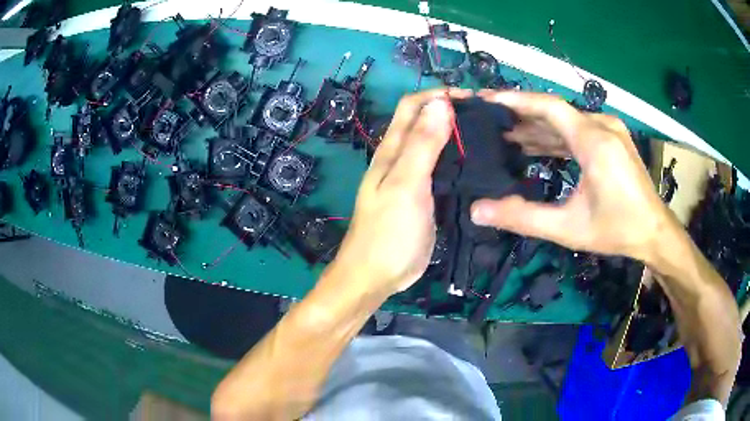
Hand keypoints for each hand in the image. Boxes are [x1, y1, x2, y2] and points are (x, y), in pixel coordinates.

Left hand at [330, 88, 469, 295]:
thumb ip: (422, 144)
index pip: (413, 106)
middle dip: (452, 113)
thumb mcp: (405, 185)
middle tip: (487, 118)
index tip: (472, 98)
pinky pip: (443, 171)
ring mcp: (414, 179)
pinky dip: (459, 162)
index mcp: (392, 149)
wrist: (377, 275)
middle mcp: (401, 158)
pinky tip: (478, 166)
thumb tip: (440, 103)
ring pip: (436, 146)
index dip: (438, 95)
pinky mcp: (425, 198)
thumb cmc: (388, 232)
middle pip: (425, 123)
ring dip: (458, 136)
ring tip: (489, 137)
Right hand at [470, 91, 673, 261]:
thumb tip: (478, 211)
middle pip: (555, 111)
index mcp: (594, 140)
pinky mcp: (612, 138)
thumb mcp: (569, 228)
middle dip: (520, 115)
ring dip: (537, 127)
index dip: (515, 100)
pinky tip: (536, 145)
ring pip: (566, 121)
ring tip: (505, 134)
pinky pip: (578, 130)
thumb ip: (524, 218)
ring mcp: (609, 130)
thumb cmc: (617, 229)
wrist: (654, 231)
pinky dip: (555, 137)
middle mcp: (602, 125)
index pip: (549, 106)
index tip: (486, 99)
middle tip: (488, 120)